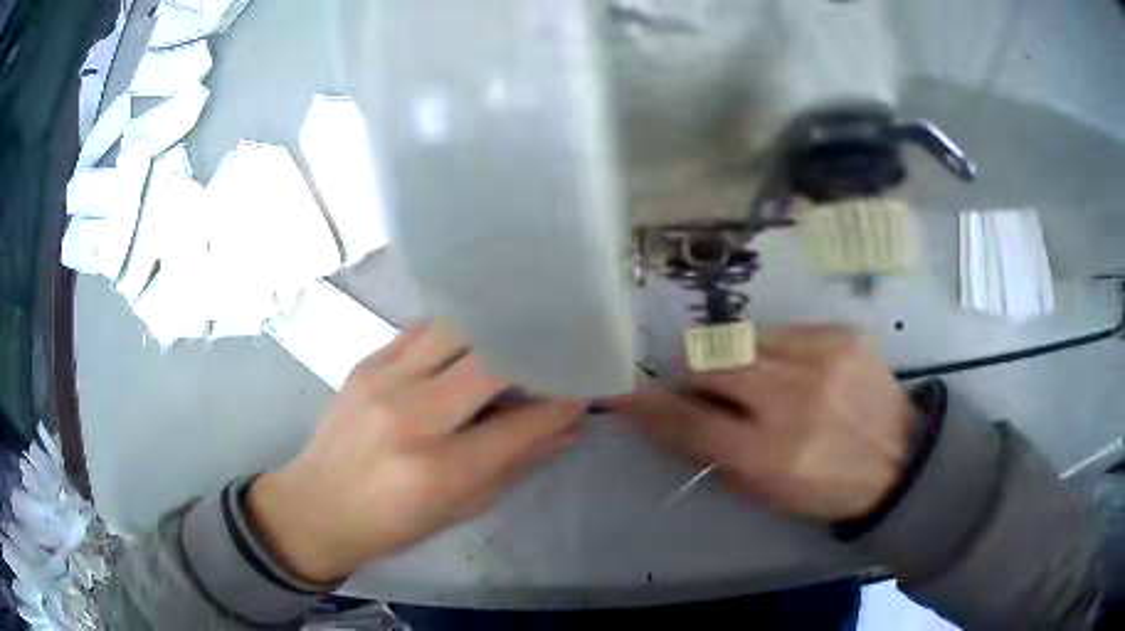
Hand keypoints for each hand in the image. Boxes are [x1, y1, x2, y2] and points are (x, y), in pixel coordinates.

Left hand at [248, 322, 585, 582]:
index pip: (522, 423)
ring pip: (455, 330)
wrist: (317, 505)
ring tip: (512, 339)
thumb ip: (517, 463)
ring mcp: (383, 382)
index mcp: (441, 470)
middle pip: (490, 361)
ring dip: (491, 332)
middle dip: (533, 353)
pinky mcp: (365, 363)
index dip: (562, 402)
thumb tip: (568, 428)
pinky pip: (421, 330)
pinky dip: (453, 332)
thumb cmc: (393, 522)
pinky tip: (466, 341)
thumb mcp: (462, 507)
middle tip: (554, 352)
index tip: (584, 387)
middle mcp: (412, 417)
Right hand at [610, 326, 915, 521]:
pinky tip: (795, 371)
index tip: (625, 393)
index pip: (692, 421)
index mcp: (774, 454)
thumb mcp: (768, 493)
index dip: (650, 406)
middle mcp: (796, 399)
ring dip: (733, 358)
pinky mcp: (843, 334)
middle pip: (713, 361)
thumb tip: (671, 420)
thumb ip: (716, 455)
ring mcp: (824, 358)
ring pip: (744, 338)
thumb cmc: (829, 488)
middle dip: (692, 371)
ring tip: (752, 377)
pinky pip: (784, 331)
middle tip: (697, 383)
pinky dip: (774, 350)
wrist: (901, 459)